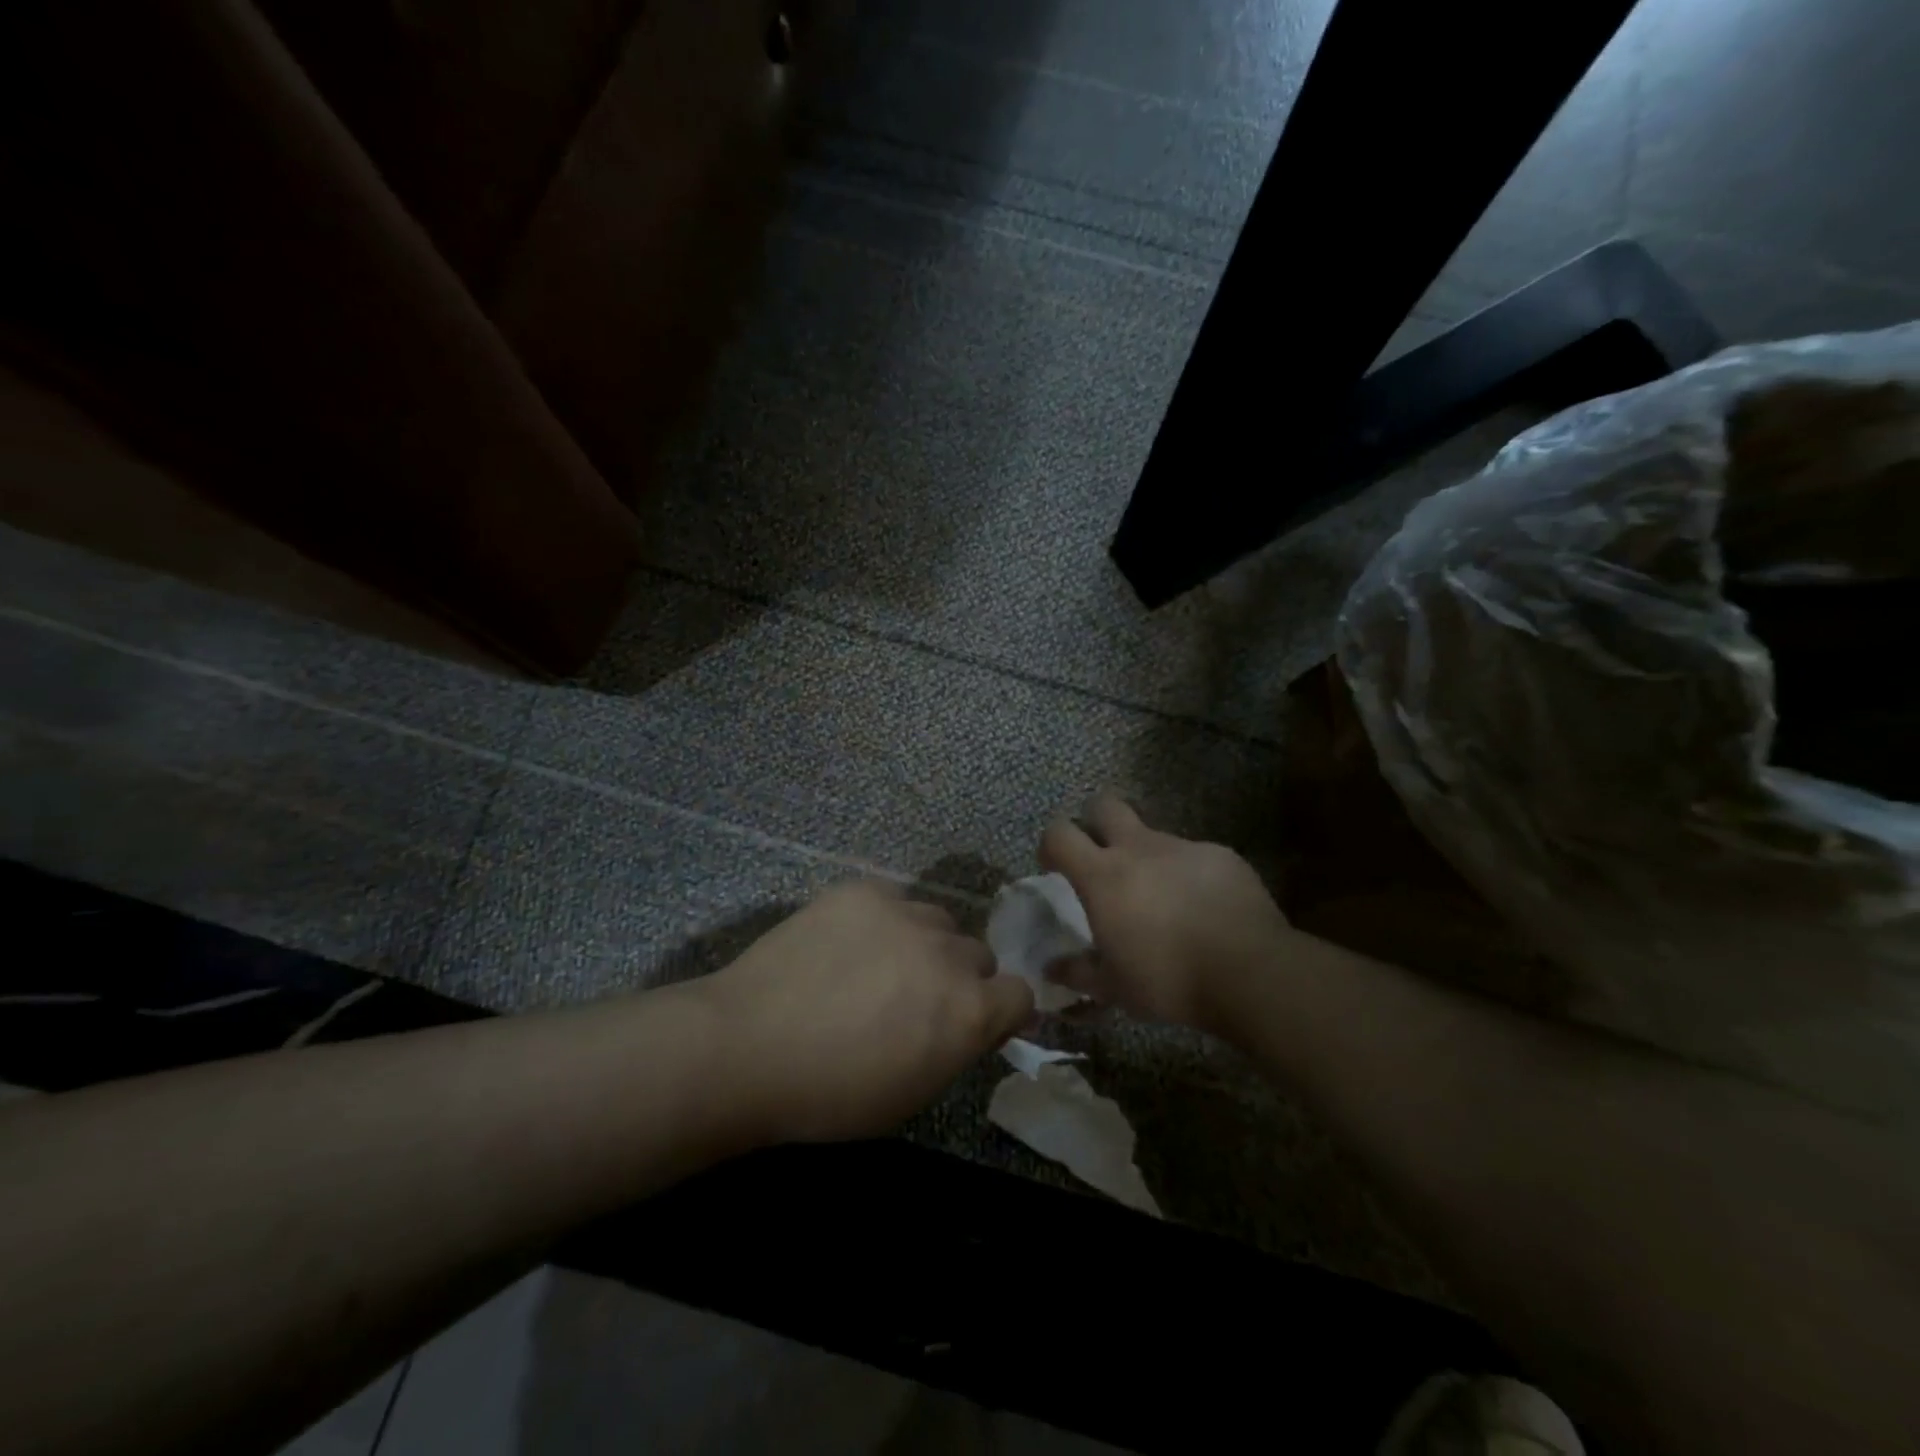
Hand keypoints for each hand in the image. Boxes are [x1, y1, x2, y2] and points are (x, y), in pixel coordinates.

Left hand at [701, 881, 1032, 1143]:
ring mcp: (906, 914)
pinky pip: (893, 900)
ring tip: (875, 966)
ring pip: (938, 922)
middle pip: (978, 954)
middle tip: (913, 998)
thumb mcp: (913, 1093)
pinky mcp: (864, 891)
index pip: (1020, 993)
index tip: (975, 1021)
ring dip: (922, 944)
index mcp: (969, 1009)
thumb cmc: (831, 1094)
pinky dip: (882, 921)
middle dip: (958, 977)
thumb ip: (958, 1046)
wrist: (747, 1046)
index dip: (1000, 1009)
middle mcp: (950, 953)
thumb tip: (981, 1019)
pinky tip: (846, 943)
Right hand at [1040, 793, 1290, 1034]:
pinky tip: (1204, 908)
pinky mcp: (1221, 855)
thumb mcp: (1114, 988)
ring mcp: (1183, 847)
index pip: (1060, 834)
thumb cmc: (1169, 980)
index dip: (1051, 845)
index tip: (1055, 869)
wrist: (1250, 972)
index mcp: (1103, 875)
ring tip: (1162, 898)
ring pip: (1153, 835)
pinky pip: (1193, 856)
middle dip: (1095, 822)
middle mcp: (1139, 848)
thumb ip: (1078, 972)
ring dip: (1147, 856)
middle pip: (1105, 805)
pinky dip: (1189, 874)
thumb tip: (1051, 967)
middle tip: (1103, 858)